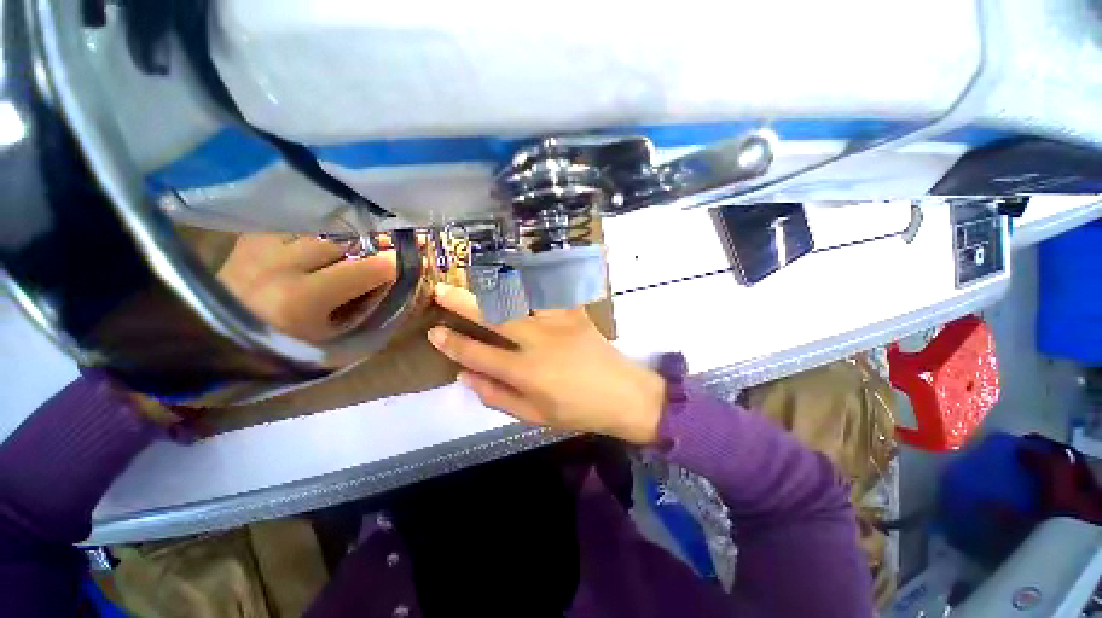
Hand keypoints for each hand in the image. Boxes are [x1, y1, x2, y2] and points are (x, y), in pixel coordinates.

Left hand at [217, 233, 396, 342]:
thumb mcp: (331, 338)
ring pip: (320, 227)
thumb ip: (366, 310)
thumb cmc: (281, 350)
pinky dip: (316, 230)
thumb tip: (397, 286)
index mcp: (302, 298)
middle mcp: (280, 264)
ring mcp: (261, 247)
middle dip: (374, 244)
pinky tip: (323, 239)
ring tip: (360, 241)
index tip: (411, 261)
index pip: (367, 269)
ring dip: (346, 235)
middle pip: (345, 241)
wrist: (212, 343)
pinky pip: (295, 224)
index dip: (395, 264)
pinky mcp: (249, 239)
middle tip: (391, 247)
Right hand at [427, 283, 664, 444]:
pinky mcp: (574, 312)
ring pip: (519, 297)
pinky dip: (532, 280)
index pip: (477, 353)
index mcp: (525, 371)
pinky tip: (518, 273)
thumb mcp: (534, 415)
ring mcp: (558, 322)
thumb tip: (464, 375)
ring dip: (493, 285)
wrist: (622, 394)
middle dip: (462, 302)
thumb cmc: (577, 410)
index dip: (452, 343)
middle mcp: (537, 341)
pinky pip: (550, 291)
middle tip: (440, 290)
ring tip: (474, 275)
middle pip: (493, 316)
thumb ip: (496, 396)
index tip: (434, 332)